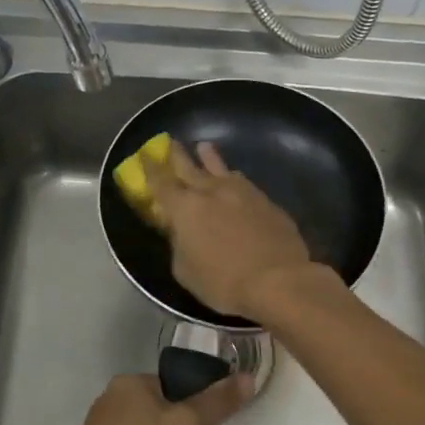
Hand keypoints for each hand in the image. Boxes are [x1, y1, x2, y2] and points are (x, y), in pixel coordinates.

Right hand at [144, 141, 314, 320]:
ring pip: (220, 169)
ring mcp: (241, 193)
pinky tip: (236, 179)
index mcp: (185, 208)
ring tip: (204, 147)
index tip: (145, 156)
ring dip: (209, 158)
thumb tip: (181, 232)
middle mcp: (211, 192)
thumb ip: (179, 245)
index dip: (151, 168)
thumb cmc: (223, 282)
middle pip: (190, 167)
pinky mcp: (265, 201)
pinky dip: (233, 178)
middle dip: (178, 155)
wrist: (278, 280)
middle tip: (171, 142)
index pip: (161, 183)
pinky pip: (244, 183)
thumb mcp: (186, 271)